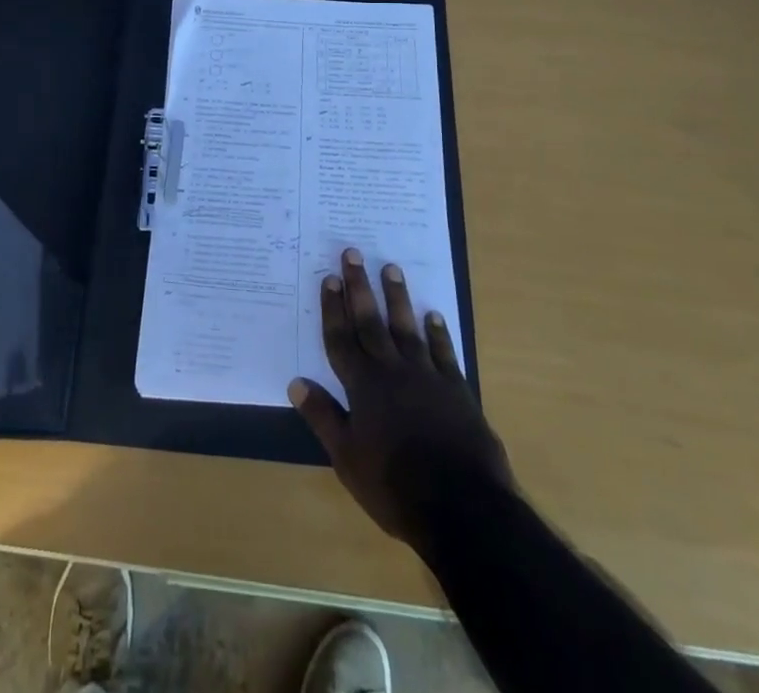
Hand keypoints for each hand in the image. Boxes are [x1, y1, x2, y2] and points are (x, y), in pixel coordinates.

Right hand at [288, 249, 513, 550]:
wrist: (461, 505)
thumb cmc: (394, 486)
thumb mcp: (347, 458)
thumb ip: (323, 417)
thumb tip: (296, 382)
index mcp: (363, 386)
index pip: (341, 339)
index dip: (333, 308)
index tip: (328, 278)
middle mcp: (392, 370)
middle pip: (371, 321)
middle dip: (359, 287)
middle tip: (353, 253)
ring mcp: (427, 376)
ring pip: (407, 327)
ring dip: (398, 297)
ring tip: (391, 267)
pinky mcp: (456, 389)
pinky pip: (443, 352)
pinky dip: (437, 332)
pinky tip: (434, 315)